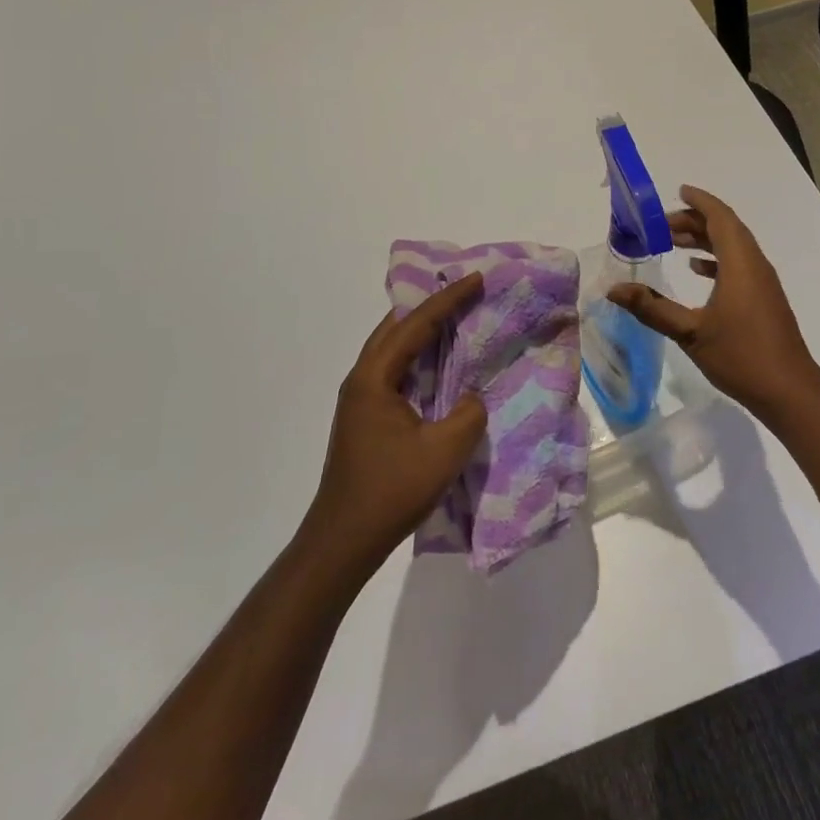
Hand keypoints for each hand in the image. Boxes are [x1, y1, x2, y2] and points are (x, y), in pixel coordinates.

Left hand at [304, 273, 488, 572]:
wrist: (343, 541)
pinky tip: (438, 365)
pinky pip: (394, 370)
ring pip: (393, 348)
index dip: (449, 299)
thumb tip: (471, 397)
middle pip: (396, 327)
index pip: (415, 325)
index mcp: (374, 378)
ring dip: (422, 331)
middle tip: (464, 291)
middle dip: (431, 306)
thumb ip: (468, 414)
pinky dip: (417, 357)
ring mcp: (360, 399)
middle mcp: (362, 379)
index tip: (477, 278)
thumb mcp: (444, 451)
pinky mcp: (365, 417)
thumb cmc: (391, 491)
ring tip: (455, 318)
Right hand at [608, 184, 819, 423]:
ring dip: (705, 239)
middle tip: (661, 225)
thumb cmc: (741, 356)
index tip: (679, 191)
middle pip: (726, 229)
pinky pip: (739, 265)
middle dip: (694, 221)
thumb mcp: (690, 333)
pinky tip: (697, 270)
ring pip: (733, 247)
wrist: (790, 392)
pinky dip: (716, 259)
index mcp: (740, 264)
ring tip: (672, 243)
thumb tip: (614, 290)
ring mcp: (763, 283)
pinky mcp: (764, 300)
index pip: (721, 218)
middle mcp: (755, 266)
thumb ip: (652, 308)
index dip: (700, 201)